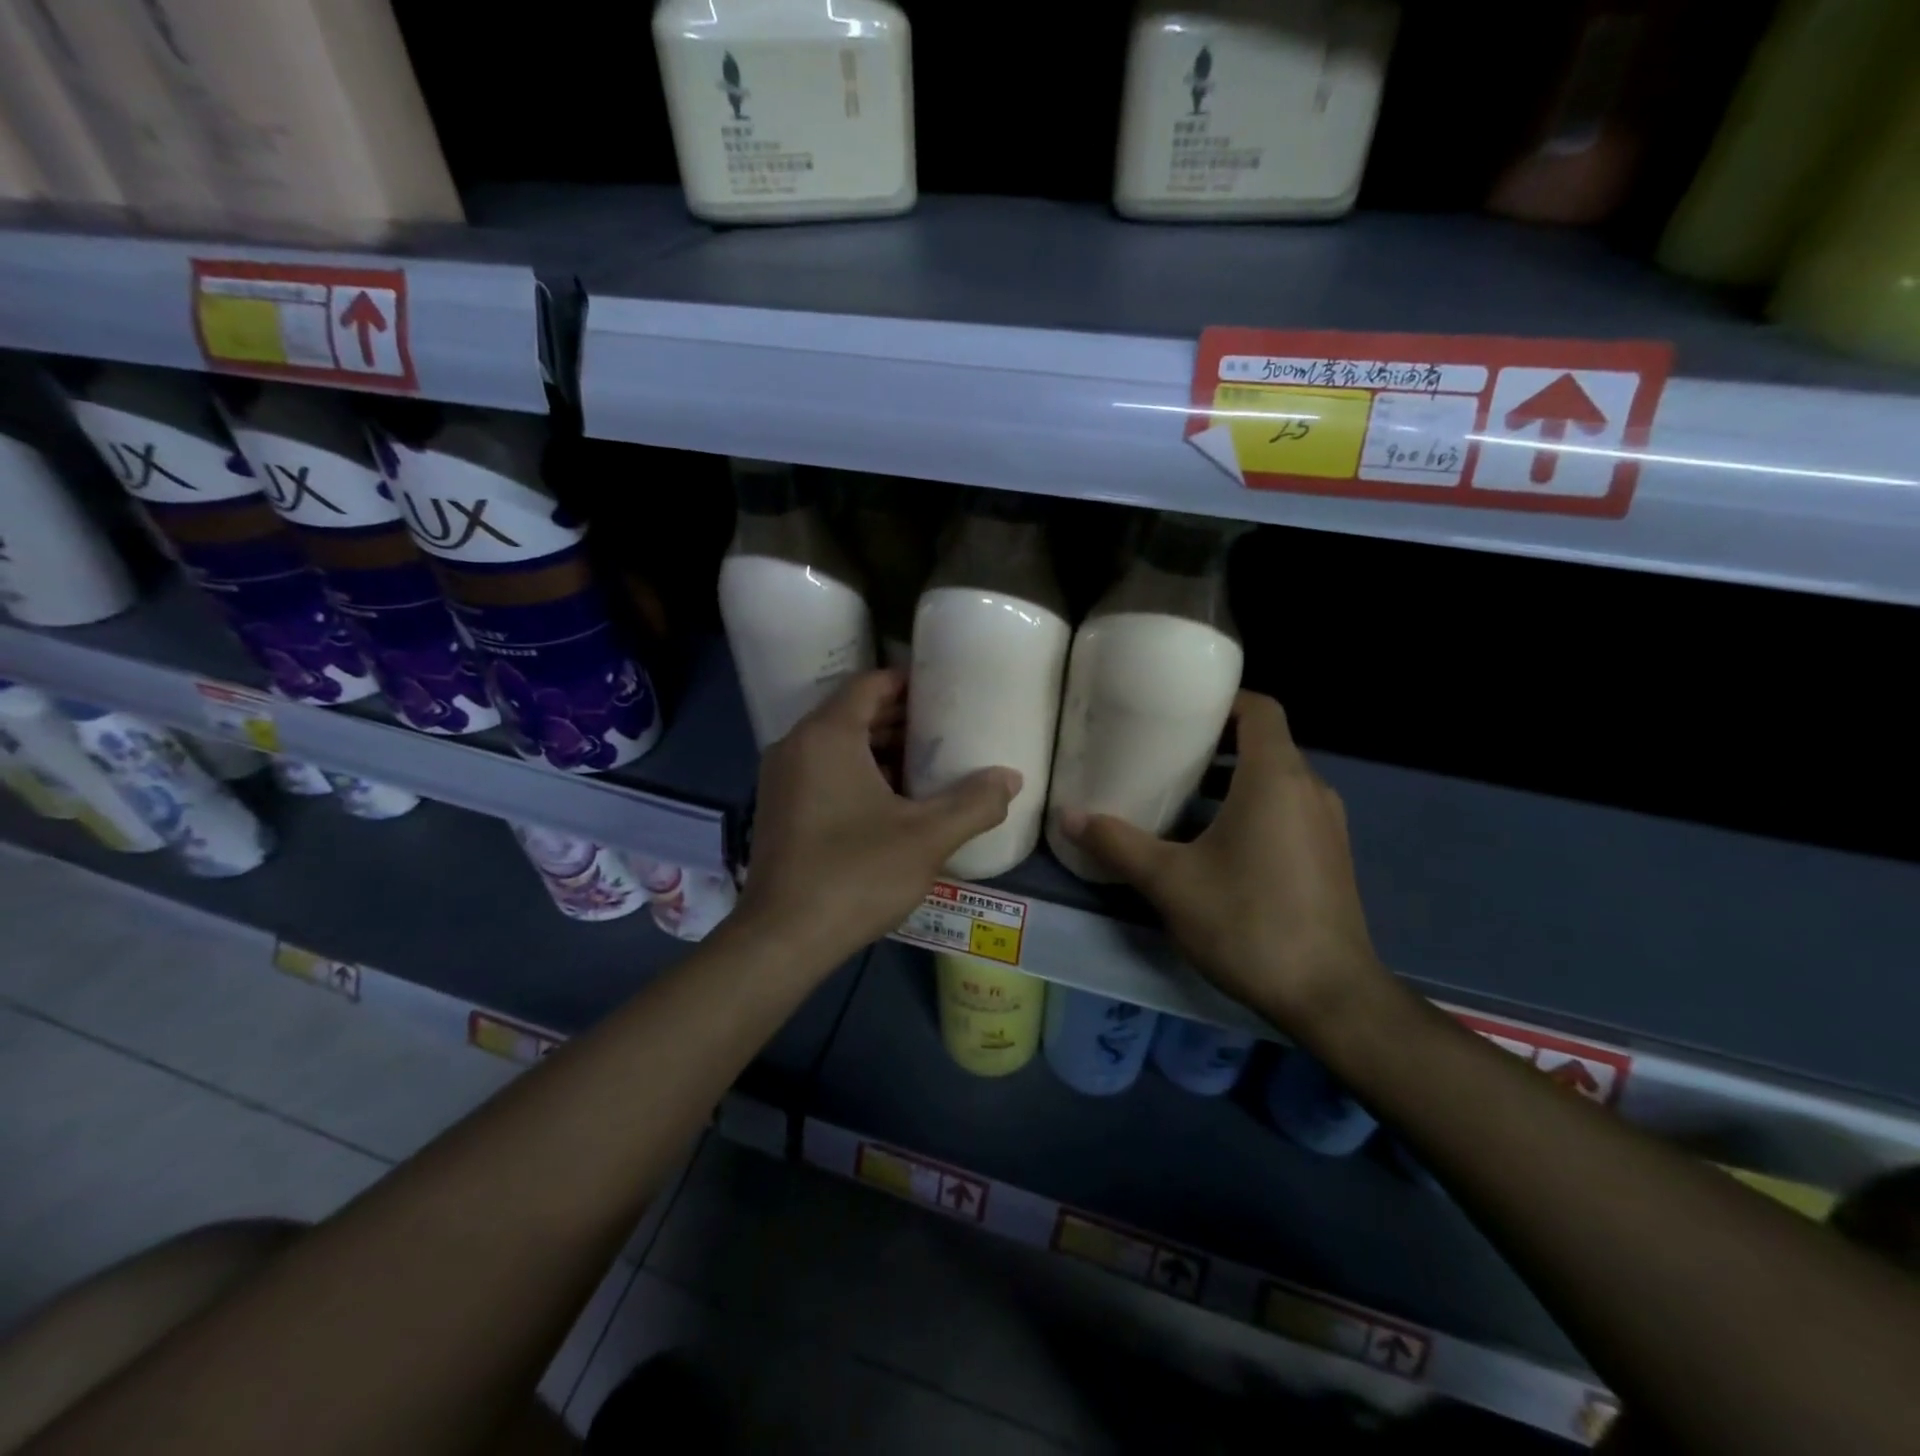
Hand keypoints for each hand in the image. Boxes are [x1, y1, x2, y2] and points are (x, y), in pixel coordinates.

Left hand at [735, 671, 1019, 969]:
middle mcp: (796, 746)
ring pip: (836, 745)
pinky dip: (856, 773)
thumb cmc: (855, 875)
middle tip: (946, 729)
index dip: (908, 683)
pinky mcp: (778, 809)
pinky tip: (892, 802)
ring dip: (879, 748)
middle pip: (852, 713)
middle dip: (899, 718)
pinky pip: (822, 771)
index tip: (945, 691)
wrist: (782, 939)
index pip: (869, 683)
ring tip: (927, 765)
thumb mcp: (927, 837)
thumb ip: (974, 803)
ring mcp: (781, 779)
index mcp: (827, 736)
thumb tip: (1012, 778)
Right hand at [1059, 692, 1386, 1031]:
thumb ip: (1118, 843)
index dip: (1223, 700)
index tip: (1180, 709)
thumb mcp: (1170, 882)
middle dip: (1216, 743)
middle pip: (1265, 744)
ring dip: (1232, 781)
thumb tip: (1068, 815)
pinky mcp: (1330, 856)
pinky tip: (1214, 845)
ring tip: (1181, 798)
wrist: (1329, 996)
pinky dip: (1252, 809)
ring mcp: (1326, 825)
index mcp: (1276, 778)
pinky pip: (1288, 811)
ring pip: (1276, 781)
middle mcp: (1309, 790)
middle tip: (1165, 754)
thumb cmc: (1247, 922)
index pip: (1260, 710)